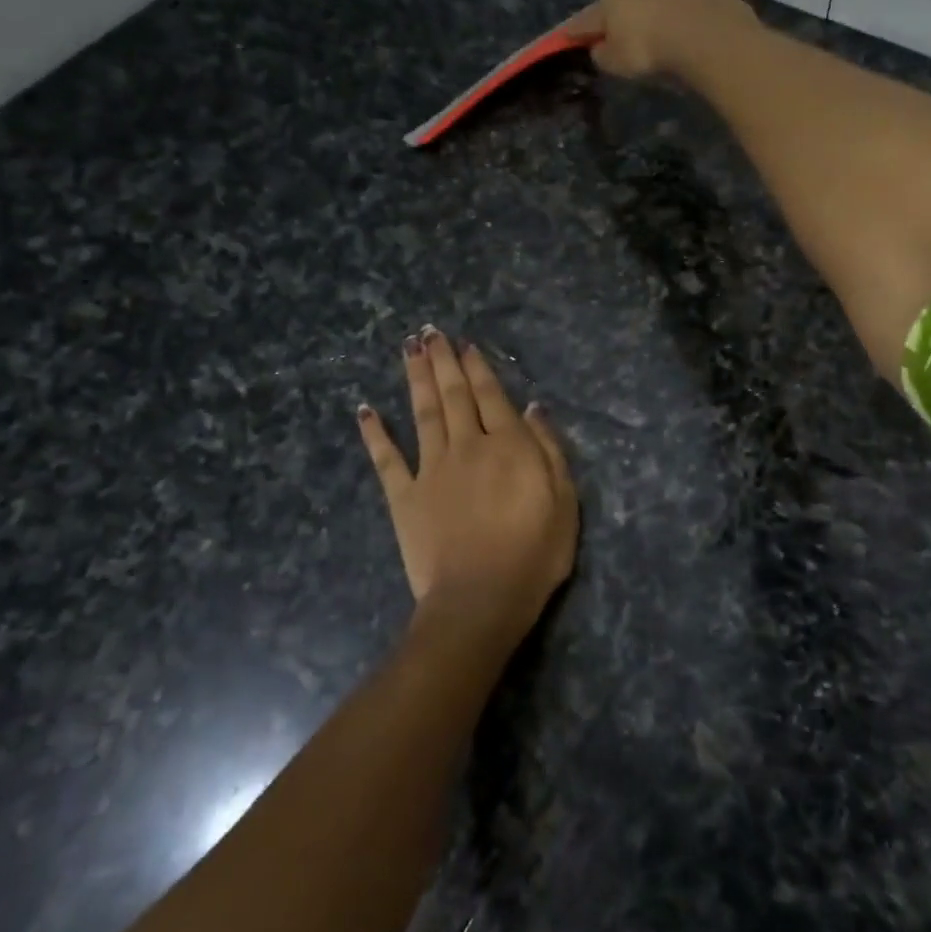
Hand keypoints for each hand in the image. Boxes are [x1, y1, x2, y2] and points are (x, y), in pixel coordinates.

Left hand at [358, 327, 577, 648]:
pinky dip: (374, 433)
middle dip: (443, 361)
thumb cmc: (534, 554)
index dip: (478, 368)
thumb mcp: (565, 502)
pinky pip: (386, 459)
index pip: (491, 395)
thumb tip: (532, 408)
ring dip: (416, 378)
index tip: (465, 344)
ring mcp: (431, 469)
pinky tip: (365, 409)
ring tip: (409, 349)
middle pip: (454, 395)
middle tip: (431, 332)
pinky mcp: (404, 496)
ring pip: (422, 413)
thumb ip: (549, 450)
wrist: (480, 599)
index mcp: (508, 445)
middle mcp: (467, 446)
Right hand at [566, 0, 760, 79]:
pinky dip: (683, 16)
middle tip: (624, 37)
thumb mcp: (615, 62)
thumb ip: (602, 54)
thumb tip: (601, 48)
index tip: (570, 37)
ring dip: (656, 12)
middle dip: (623, 15)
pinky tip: (688, 35)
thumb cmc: (649, 48)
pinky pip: (687, 5)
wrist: (707, 34)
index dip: (579, 30)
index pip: (589, 16)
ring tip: (661, 36)